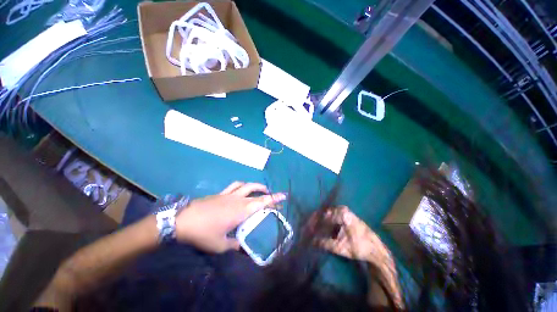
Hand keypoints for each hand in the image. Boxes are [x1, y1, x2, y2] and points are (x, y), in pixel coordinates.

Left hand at [175, 182, 285, 252]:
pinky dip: (242, 185)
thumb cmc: (203, 233)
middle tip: (273, 197)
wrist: (182, 220)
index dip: (275, 199)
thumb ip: (235, 245)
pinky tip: (242, 189)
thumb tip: (244, 249)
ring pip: (247, 185)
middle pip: (257, 192)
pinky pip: (235, 185)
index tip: (284, 196)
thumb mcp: (220, 245)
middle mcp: (239, 199)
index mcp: (242, 211)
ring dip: (256, 186)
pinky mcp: (221, 193)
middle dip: (268, 193)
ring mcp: (229, 194)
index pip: (263, 202)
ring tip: (261, 190)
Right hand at [319, 206, 402, 307]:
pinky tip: (323, 230)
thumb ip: (325, 243)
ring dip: (321, 222)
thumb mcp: (341, 248)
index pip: (323, 216)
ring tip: (314, 230)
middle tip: (309, 230)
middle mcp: (342, 209)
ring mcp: (345, 211)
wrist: (376, 250)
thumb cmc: (359, 247)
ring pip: (328, 215)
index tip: (308, 229)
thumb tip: (311, 241)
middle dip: (316, 221)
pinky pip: (332, 216)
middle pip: (324, 213)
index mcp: (342, 214)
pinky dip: (327, 223)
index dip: (314, 222)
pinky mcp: (346, 215)